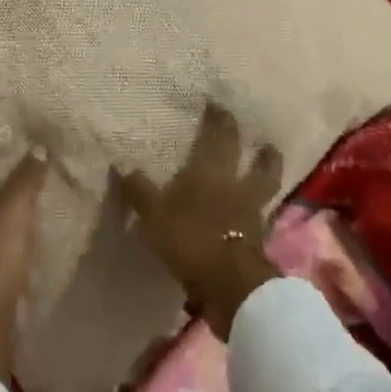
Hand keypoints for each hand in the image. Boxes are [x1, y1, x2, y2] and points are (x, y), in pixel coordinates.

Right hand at [117, 105, 282, 339]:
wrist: (229, 285)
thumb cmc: (190, 238)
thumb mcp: (155, 214)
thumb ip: (140, 190)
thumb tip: (121, 164)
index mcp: (213, 171)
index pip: (220, 137)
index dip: (220, 120)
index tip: (220, 106)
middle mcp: (238, 187)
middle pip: (259, 165)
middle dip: (263, 153)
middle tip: (266, 143)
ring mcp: (253, 216)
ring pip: (266, 191)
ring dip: (268, 180)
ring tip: (267, 175)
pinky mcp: (258, 243)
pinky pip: (260, 219)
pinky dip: (257, 215)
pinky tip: (250, 217)